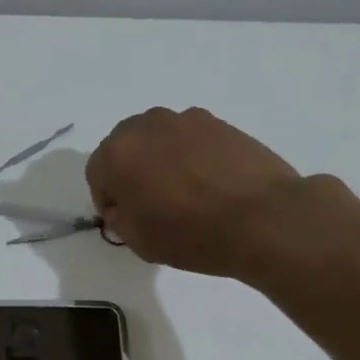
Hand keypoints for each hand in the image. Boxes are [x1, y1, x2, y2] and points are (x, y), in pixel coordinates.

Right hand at [86, 107, 307, 278]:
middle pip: (125, 147)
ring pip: (158, 140)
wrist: (263, 219)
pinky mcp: (219, 122)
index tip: (125, 220)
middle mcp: (146, 126)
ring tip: (181, 192)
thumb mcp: (138, 240)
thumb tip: (124, 205)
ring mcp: (185, 119)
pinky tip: (207, 183)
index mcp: (117, 153)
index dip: (107, 200)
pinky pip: (189, 138)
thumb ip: (119, 218)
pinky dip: (189, 156)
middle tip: (149, 203)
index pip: (96, 173)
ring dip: (159, 160)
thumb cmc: (191, 234)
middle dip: (130, 172)